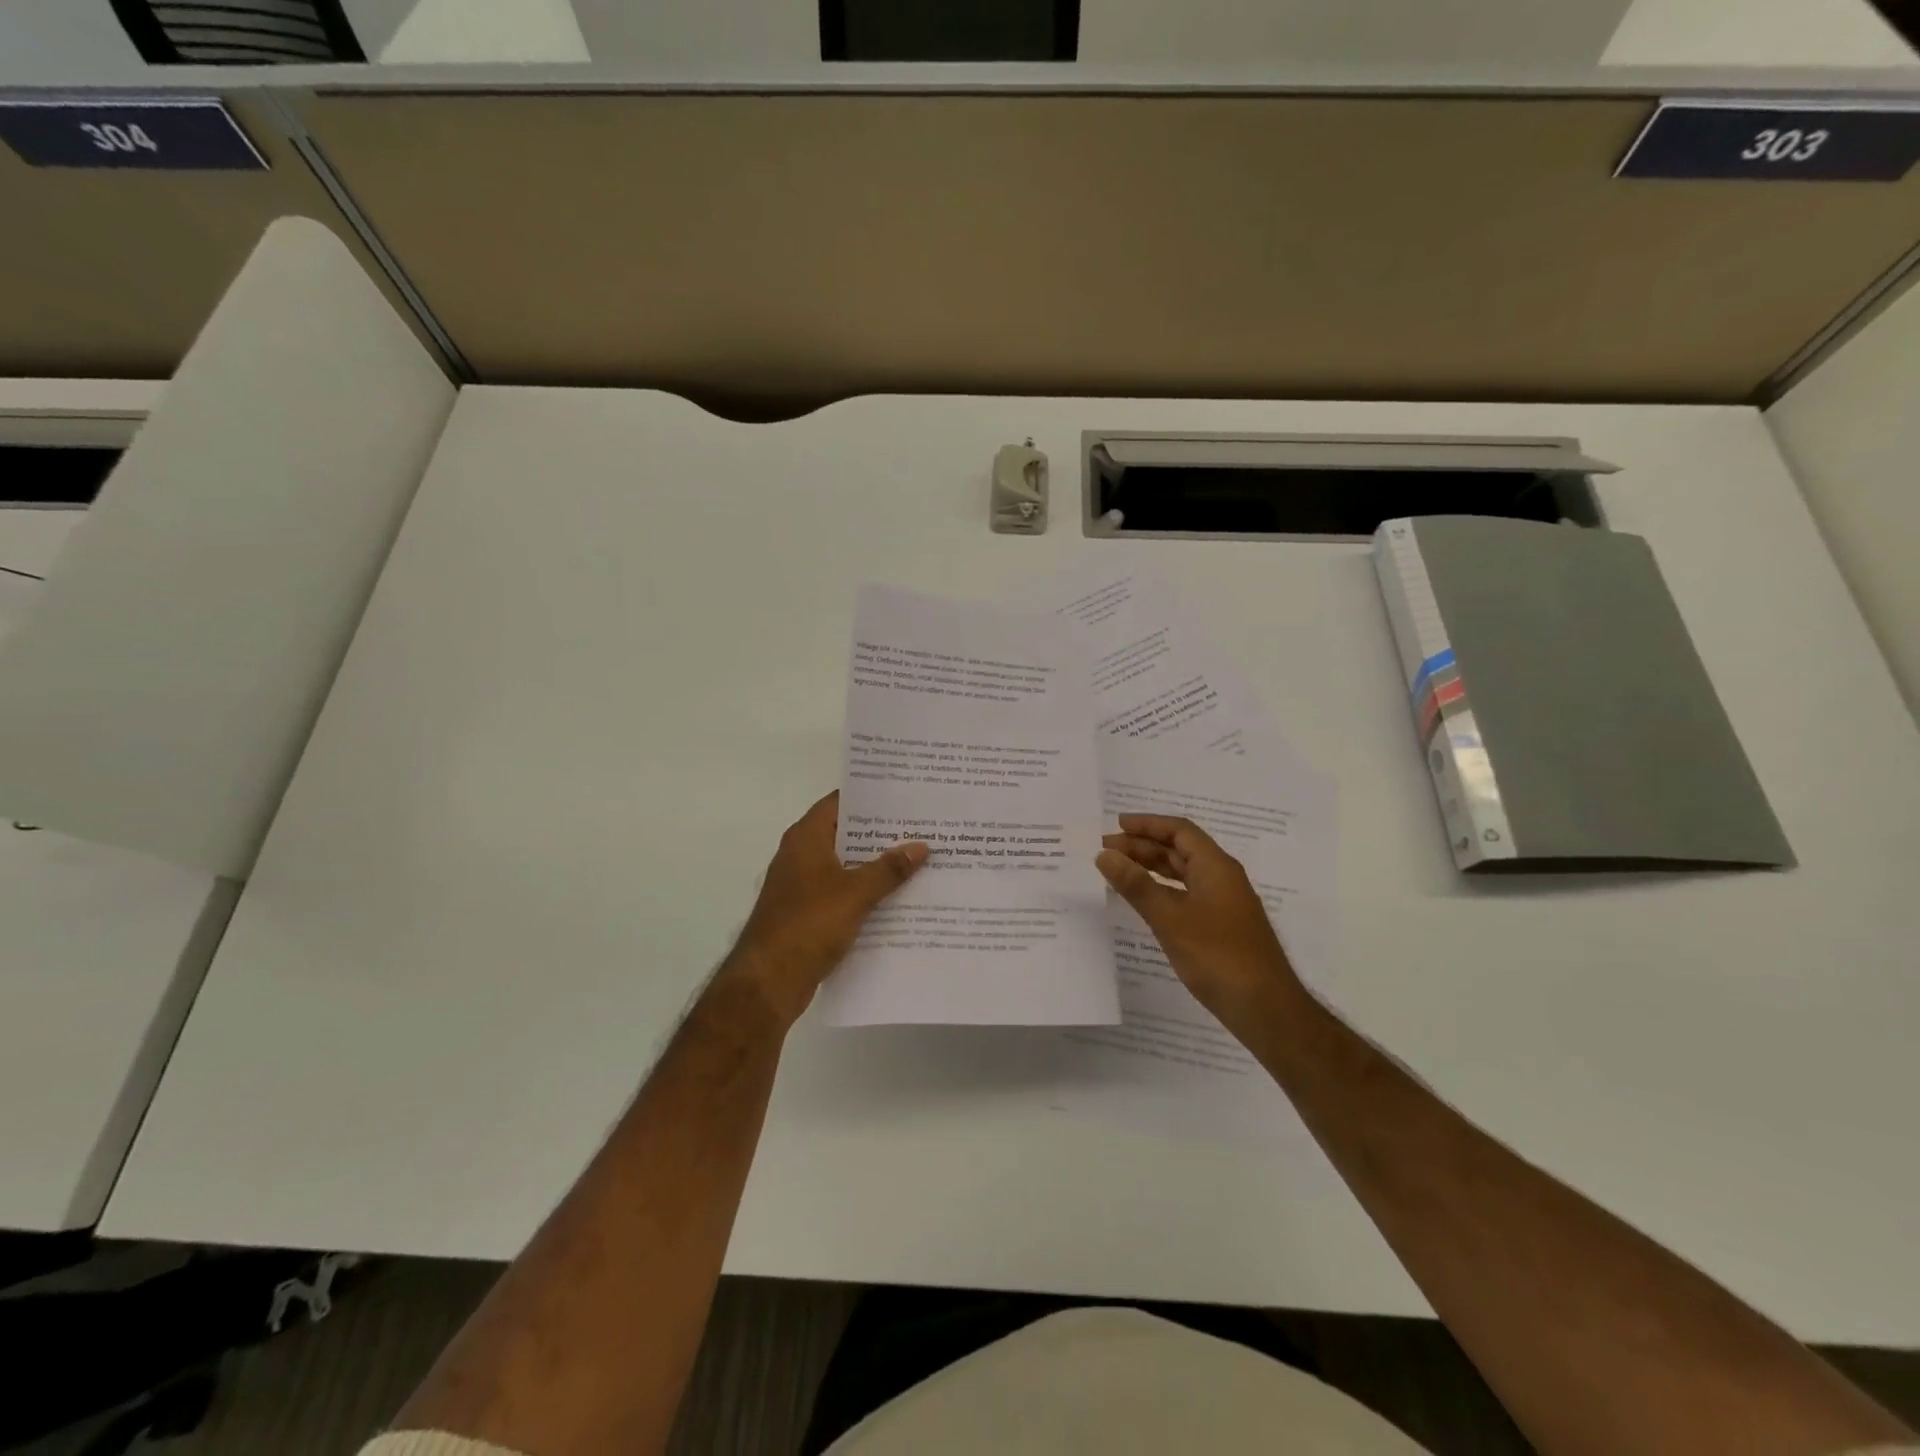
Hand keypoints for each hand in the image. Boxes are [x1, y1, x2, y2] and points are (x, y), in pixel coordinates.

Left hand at [720, 792, 926, 1028]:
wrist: (768, 982)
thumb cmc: (808, 925)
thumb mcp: (855, 893)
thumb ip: (889, 869)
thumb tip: (920, 846)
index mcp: (806, 838)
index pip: (840, 802)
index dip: (871, 797)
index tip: (905, 794)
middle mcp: (802, 855)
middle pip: (846, 834)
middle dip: (882, 832)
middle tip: (923, 825)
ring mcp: (803, 885)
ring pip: (847, 865)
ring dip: (877, 864)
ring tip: (920, 858)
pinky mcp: (808, 913)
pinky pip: (844, 892)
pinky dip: (867, 892)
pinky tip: (899, 897)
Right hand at [1096, 814, 1303, 1023]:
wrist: (1264, 1008)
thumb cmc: (1218, 956)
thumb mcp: (1170, 918)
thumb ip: (1136, 885)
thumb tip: (1105, 854)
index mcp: (1216, 867)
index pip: (1179, 831)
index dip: (1147, 824)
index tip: (1115, 825)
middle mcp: (1221, 878)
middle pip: (1180, 850)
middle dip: (1143, 846)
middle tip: (1105, 850)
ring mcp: (1223, 903)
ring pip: (1182, 874)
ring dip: (1150, 868)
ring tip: (1117, 870)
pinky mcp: (1220, 926)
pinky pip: (1185, 895)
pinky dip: (1161, 891)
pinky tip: (1143, 901)